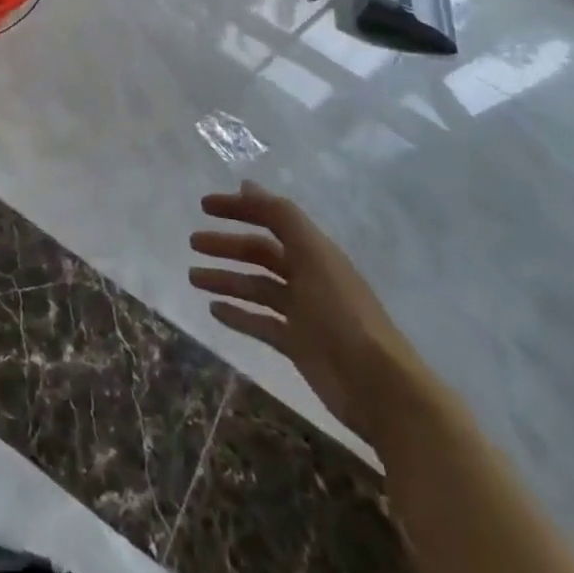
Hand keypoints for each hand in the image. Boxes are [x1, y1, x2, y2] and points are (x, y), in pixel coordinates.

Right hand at [190, 182, 421, 443]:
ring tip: (193, 277)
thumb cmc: (343, 313)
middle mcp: (306, 276)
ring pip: (255, 287)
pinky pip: (260, 322)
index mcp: (313, 251)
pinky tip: (214, 310)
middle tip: (193, 242)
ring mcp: (301, 311)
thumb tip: (247, 184)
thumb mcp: (314, 255)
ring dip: (225, 278)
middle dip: (226, 245)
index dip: (239, 208)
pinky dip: (237, 314)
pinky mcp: (297, 343)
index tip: (204, 206)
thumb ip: (282, 218)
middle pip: (259, 253)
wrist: (379, 388)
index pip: (270, 219)